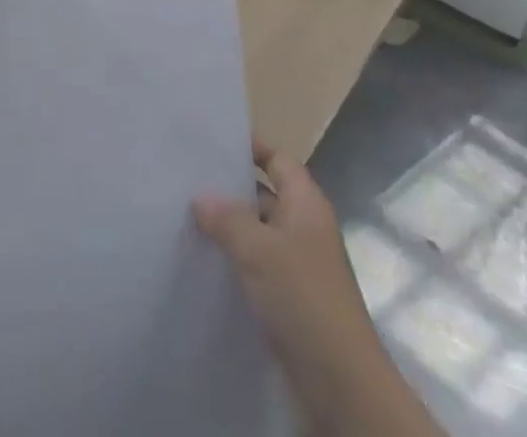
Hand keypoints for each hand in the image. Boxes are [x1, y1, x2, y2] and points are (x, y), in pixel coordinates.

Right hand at [195, 139, 442, 436]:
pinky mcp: (290, 303)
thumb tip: (200, 197)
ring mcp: (298, 267)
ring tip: (184, 220)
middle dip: (230, 189)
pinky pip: (257, 269)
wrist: (342, 386)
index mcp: (306, 203)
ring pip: (258, 235)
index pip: (277, 159)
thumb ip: (228, 219)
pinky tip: (204, 266)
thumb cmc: (304, 299)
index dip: (250, 147)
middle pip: (265, 195)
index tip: (213, 141)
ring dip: (229, 230)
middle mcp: (304, 228)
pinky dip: (234, 264)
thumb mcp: (260, 250)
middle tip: (186, 180)